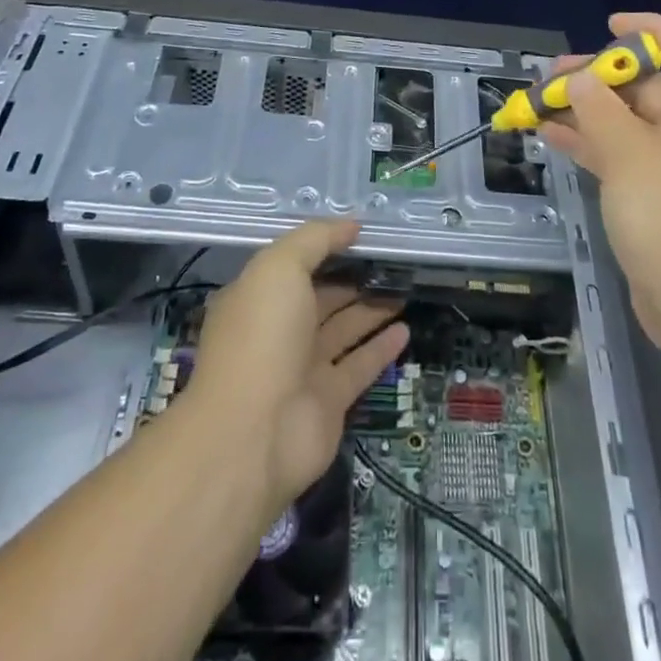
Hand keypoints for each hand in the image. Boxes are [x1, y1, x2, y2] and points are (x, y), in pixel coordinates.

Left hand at [191, 221, 408, 511]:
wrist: (254, 435)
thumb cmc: (262, 337)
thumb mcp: (279, 267)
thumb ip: (315, 239)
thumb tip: (351, 225)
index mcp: (258, 297)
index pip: (295, 265)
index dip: (326, 247)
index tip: (362, 233)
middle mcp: (279, 331)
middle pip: (323, 296)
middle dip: (354, 278)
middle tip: (394, 260)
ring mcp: (303, 368)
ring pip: (344, 329)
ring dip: (372, 308)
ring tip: (406, 286)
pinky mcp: (330, 401)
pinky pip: (360, 365)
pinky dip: (382, 347)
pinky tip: (405, 329)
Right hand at [539, 12, 660, 354]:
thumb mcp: (630, 156)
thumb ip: (599, 110)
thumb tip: (580, 80)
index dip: (648, 30)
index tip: (606, 26)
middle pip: (648, 86)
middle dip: (599, 77)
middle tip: (552, 75)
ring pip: (628, 122)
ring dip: (587, 111)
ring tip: (540, 102)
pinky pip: (623, 156)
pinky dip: (591, 144)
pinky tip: (552, 137)